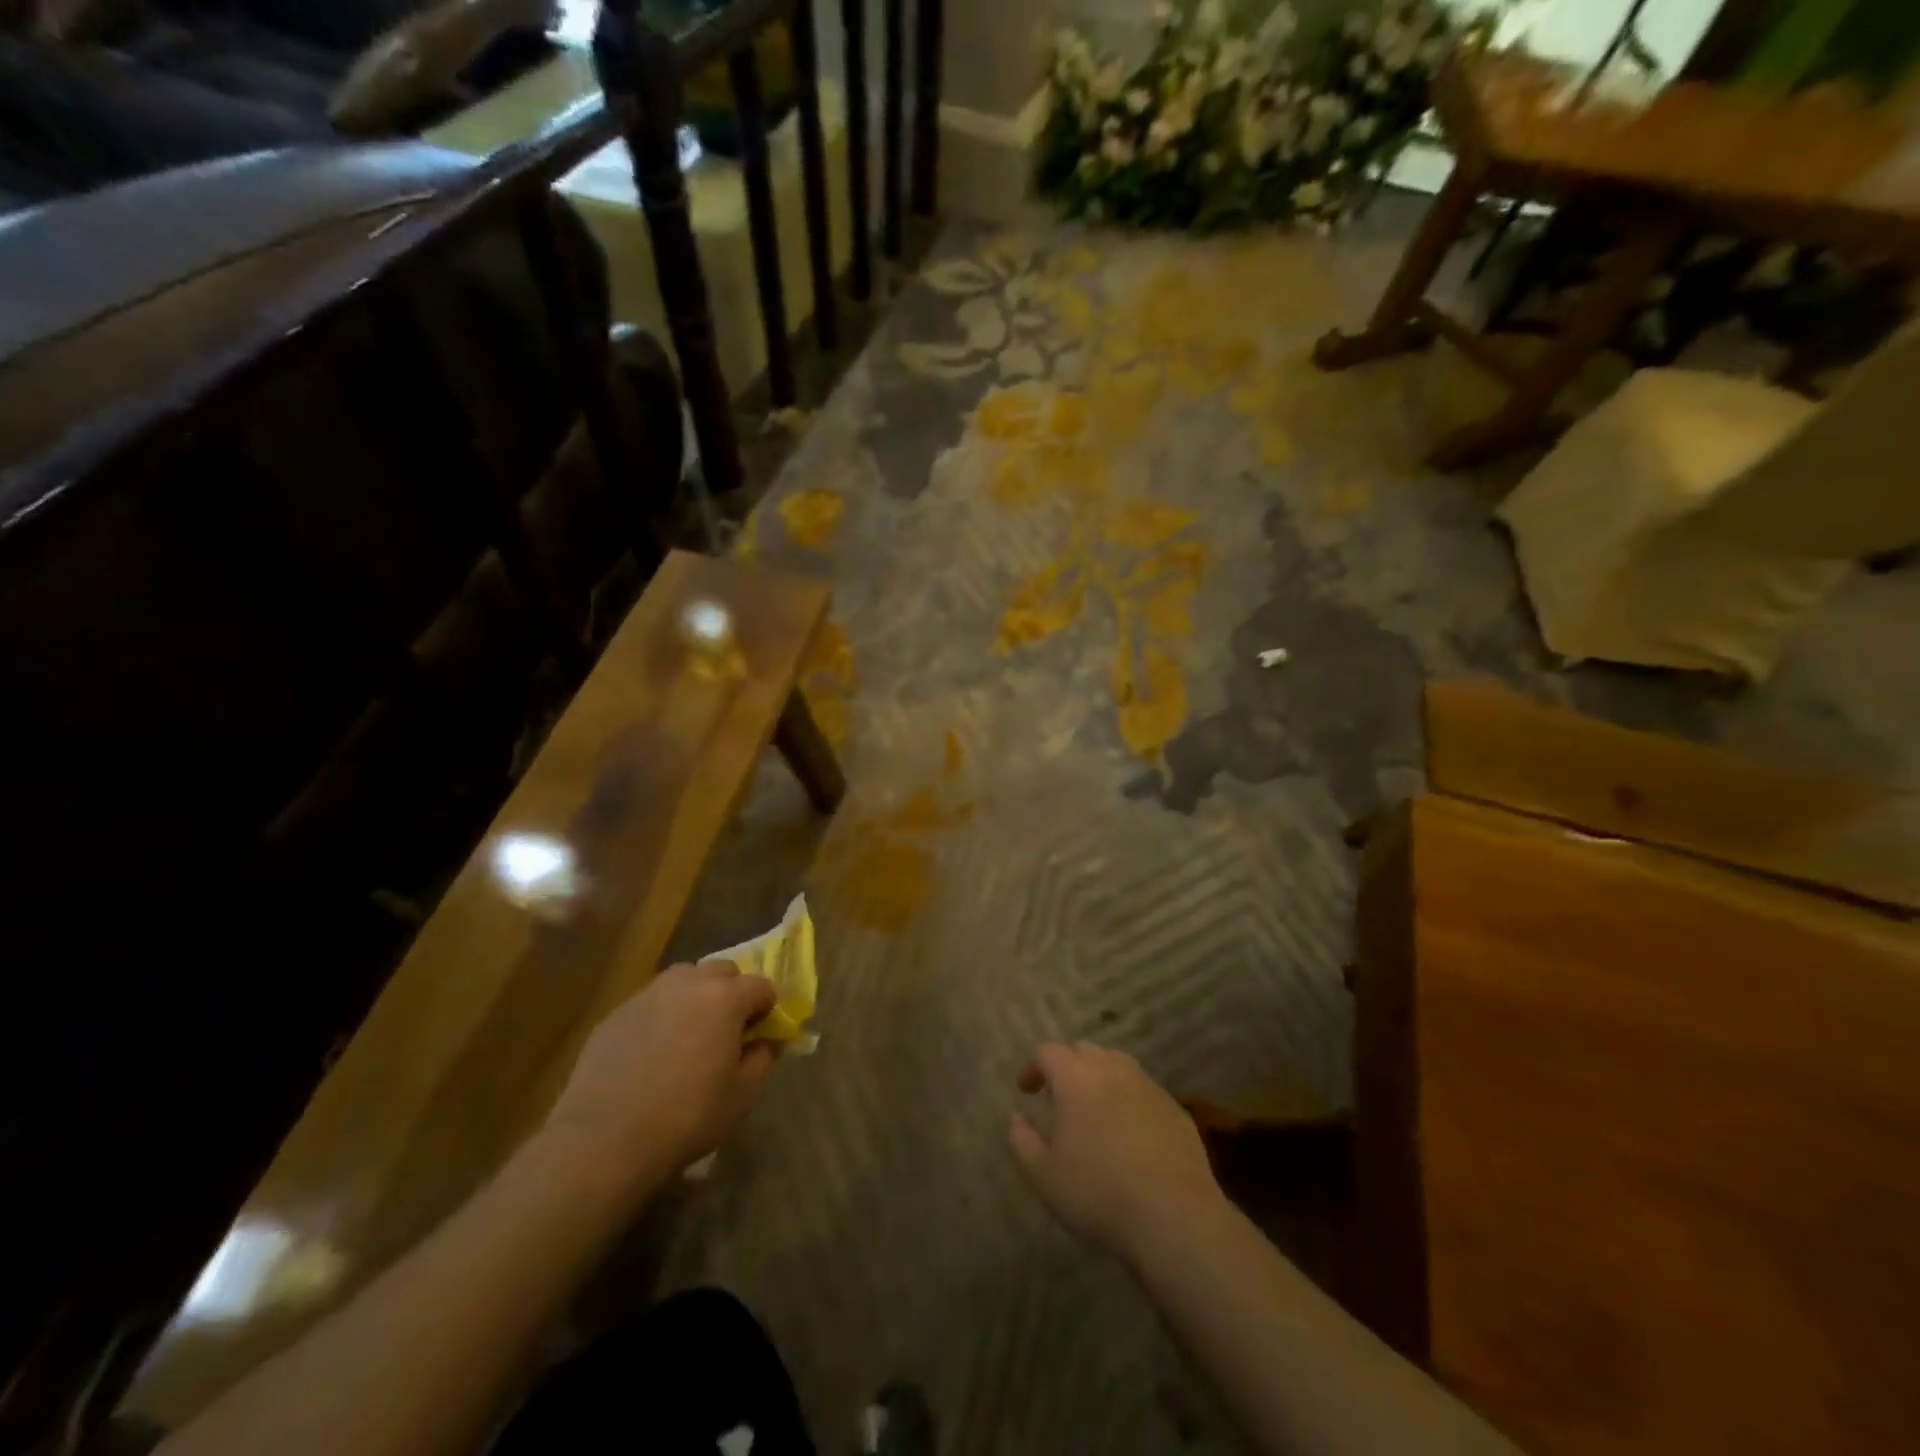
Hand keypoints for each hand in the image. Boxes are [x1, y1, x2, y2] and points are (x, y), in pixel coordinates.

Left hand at [544, 961, 777, 1185]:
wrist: (604, 1140)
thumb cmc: (687, 1117)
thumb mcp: (742, 1095)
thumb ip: (762, 1058)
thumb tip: (766, 1041)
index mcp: (725, 998)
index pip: (761, 985)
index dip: (767, 1009)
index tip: (760, 1035)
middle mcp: (688, 984)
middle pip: (722, 971)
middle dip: (732, 992)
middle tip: (727, 1030)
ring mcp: (648, 995)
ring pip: (683, 979)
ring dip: (695, 996)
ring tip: (689, 1035)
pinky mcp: (615, 1014)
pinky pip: (650, 1002)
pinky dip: (661, 1016)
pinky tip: (652, 1053)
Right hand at [1009, 1042, 1223, 1265]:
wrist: (1173, 1216)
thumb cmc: (1099, 1193)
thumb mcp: (1044, 1176)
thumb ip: (1022, 1141)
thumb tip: (1017, 1117)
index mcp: (1076, 1078)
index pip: (1048, 1052)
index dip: (1033, 1067)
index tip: (1026, 1091)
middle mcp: (1112, 1069)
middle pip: (1083, 1050)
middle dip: (1066, 1066)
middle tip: (1059, 1097)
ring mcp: (1147, 1085)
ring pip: (1116, 1064)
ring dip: (1099, 1077)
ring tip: (1093, 1108)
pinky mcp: (1174, 1107)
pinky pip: (1143, 1089)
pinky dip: (1128, 1098)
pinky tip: (1128, 1130)